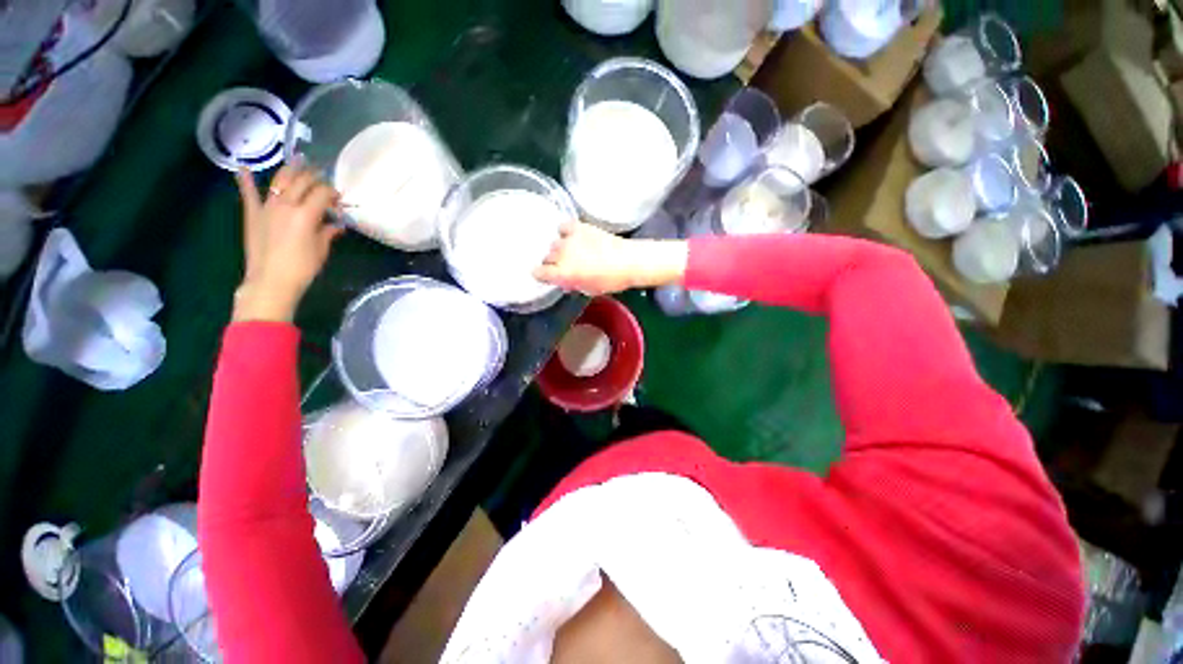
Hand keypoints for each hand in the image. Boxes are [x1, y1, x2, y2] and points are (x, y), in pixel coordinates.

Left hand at [233, 165, 343, 321]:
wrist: (271, 281)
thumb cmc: (302, 268)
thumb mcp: (321, 250)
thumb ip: (328, 232)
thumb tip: (336, 224)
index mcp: (306, 214)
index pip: (323, 193)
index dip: (333, 192)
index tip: (339, 198)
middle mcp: (286, 204)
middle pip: (302, 182)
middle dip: (315, 177)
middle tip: (323, 176)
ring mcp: (267, 207)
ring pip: (280, 181)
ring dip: (290, 170)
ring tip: (298, 160)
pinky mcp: (253, 213)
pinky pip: (248, 193)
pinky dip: (245, 179)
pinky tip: (243, 167)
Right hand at [533, 221, 688, 295]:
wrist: (628, 261)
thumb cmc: (610, 281)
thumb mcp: (588, 289)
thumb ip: (572, 284)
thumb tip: (565, 281)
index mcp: (563, 273)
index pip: (539, 273)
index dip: (541, 275)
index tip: (545, 275)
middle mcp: (561, 255)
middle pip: (546, 257)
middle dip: (552, 263)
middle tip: (564, 266)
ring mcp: (569, 239)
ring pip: (554, 243)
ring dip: (559, 249)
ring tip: (571, 251)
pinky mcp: (578, 227)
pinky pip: (563, 227)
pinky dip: (565, 232)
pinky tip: (573, 236)